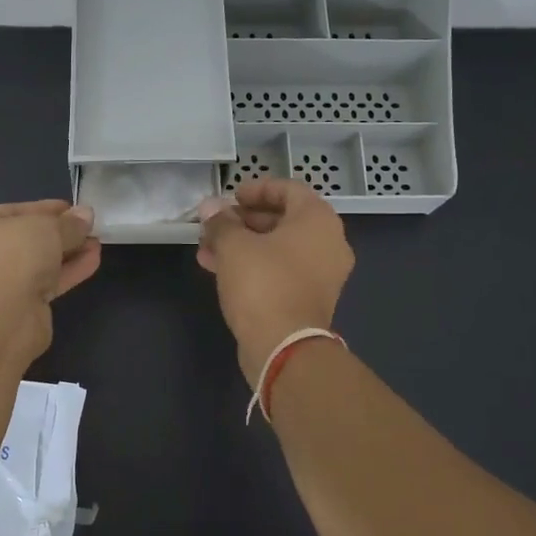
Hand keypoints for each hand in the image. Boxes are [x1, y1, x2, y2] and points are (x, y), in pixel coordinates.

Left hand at [0, 200, 101, 354]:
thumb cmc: (10, 256)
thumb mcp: (45, 228)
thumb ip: (68, 223)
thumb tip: (86, 215)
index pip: (12, 211)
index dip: (44, 209)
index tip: (72, 208)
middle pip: (25, 239)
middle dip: (58, 232)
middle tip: (87, 227)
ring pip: (36, 263)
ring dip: (66, 253)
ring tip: (96, 242)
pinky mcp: (17, 308)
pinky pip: (45, 283)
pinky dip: (67, 272)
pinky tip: (92, 260)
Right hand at [197, 179, 353, 383]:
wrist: (284, 346)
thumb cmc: (263, 283)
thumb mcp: (234, 246)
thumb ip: (221, 222)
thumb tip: (210, 207)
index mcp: (318, 220)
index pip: (289, 189)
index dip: (257, 189)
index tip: (230, 197)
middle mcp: (328, 243)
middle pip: (283, 219)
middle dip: (244, 219)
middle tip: (215, 223)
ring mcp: (321, 274)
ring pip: (278, 248)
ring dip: (243, 244)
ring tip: (207, 247)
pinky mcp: (309, 299)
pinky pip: (280, 270)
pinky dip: (253, 265)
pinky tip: (218, 268)